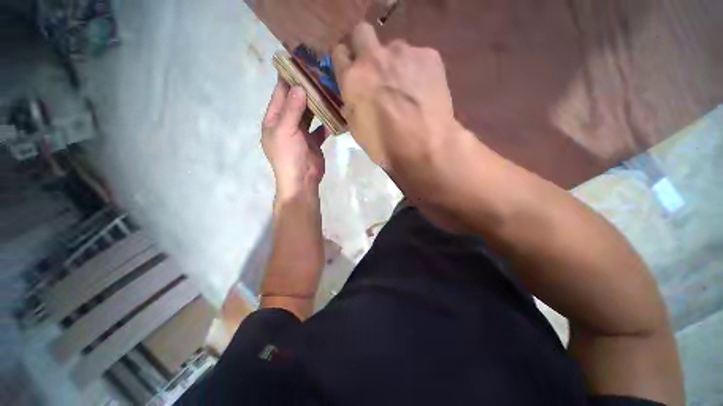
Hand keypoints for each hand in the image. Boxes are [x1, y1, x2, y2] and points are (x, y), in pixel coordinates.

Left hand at [262, 79, 329, 199]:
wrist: (302, 181)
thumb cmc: (289, 156)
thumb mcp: (285, 131)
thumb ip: (292, 109)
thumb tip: (298, 86)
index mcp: (273, 120)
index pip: (280, 95)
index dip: (288, 80)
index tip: (299, 64)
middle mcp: (286, 124)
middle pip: (296, 103)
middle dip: (306, 90)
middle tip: (320, 75)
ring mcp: (301, 134)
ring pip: (309, 115)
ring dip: (317, 105)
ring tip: (329, 91)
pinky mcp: (314, 142)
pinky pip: (320, 129)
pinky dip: (326, 123)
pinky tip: (335, 115)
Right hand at [332, 22, 474, 230]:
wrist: (424, 145)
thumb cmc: (386, 146)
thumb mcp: (357, 130)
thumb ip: (352, 104)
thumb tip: (354, 95)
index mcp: (353, 79)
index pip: (339, 52)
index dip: (345, 60)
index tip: (350, 68)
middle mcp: (374, 58)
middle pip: (362, 32)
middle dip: (364, 46)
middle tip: (375, 68)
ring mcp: (403, 53)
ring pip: (394, 47)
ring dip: (395, 63)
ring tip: (406, 86)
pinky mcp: (429, 55)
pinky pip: (418, 56)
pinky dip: (417, 69)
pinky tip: (423, 89)